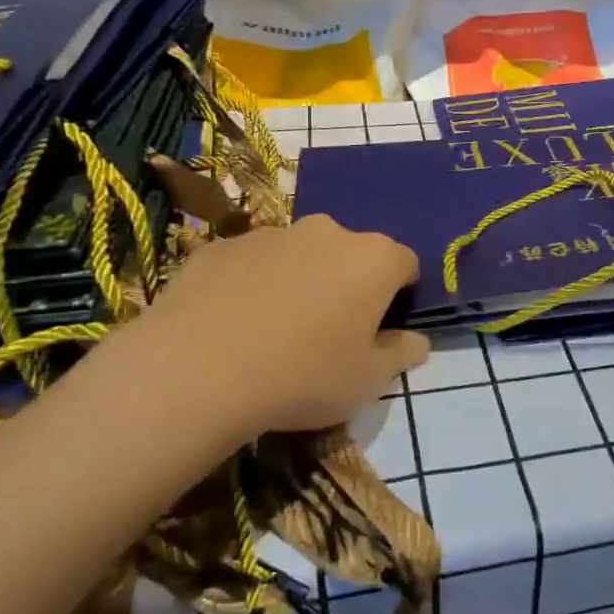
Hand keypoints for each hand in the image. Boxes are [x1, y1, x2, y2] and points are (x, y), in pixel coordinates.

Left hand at [81, 215, 429, 447]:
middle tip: (331, 330)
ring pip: (301, 254)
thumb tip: (418, 341)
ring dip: (301, 280)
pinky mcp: (222, 246)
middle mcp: (328, 232)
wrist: (195, 371)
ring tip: (276, 331)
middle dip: (349, 283)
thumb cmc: (303, 376)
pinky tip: (234, 325)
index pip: (406, 263)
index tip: (383, 326)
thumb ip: (401, 355)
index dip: (400, 294)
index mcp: (373, 259)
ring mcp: (271, 234)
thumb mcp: (367, 381)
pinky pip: (253, 263)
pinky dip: (254, 284)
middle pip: (352, 253)